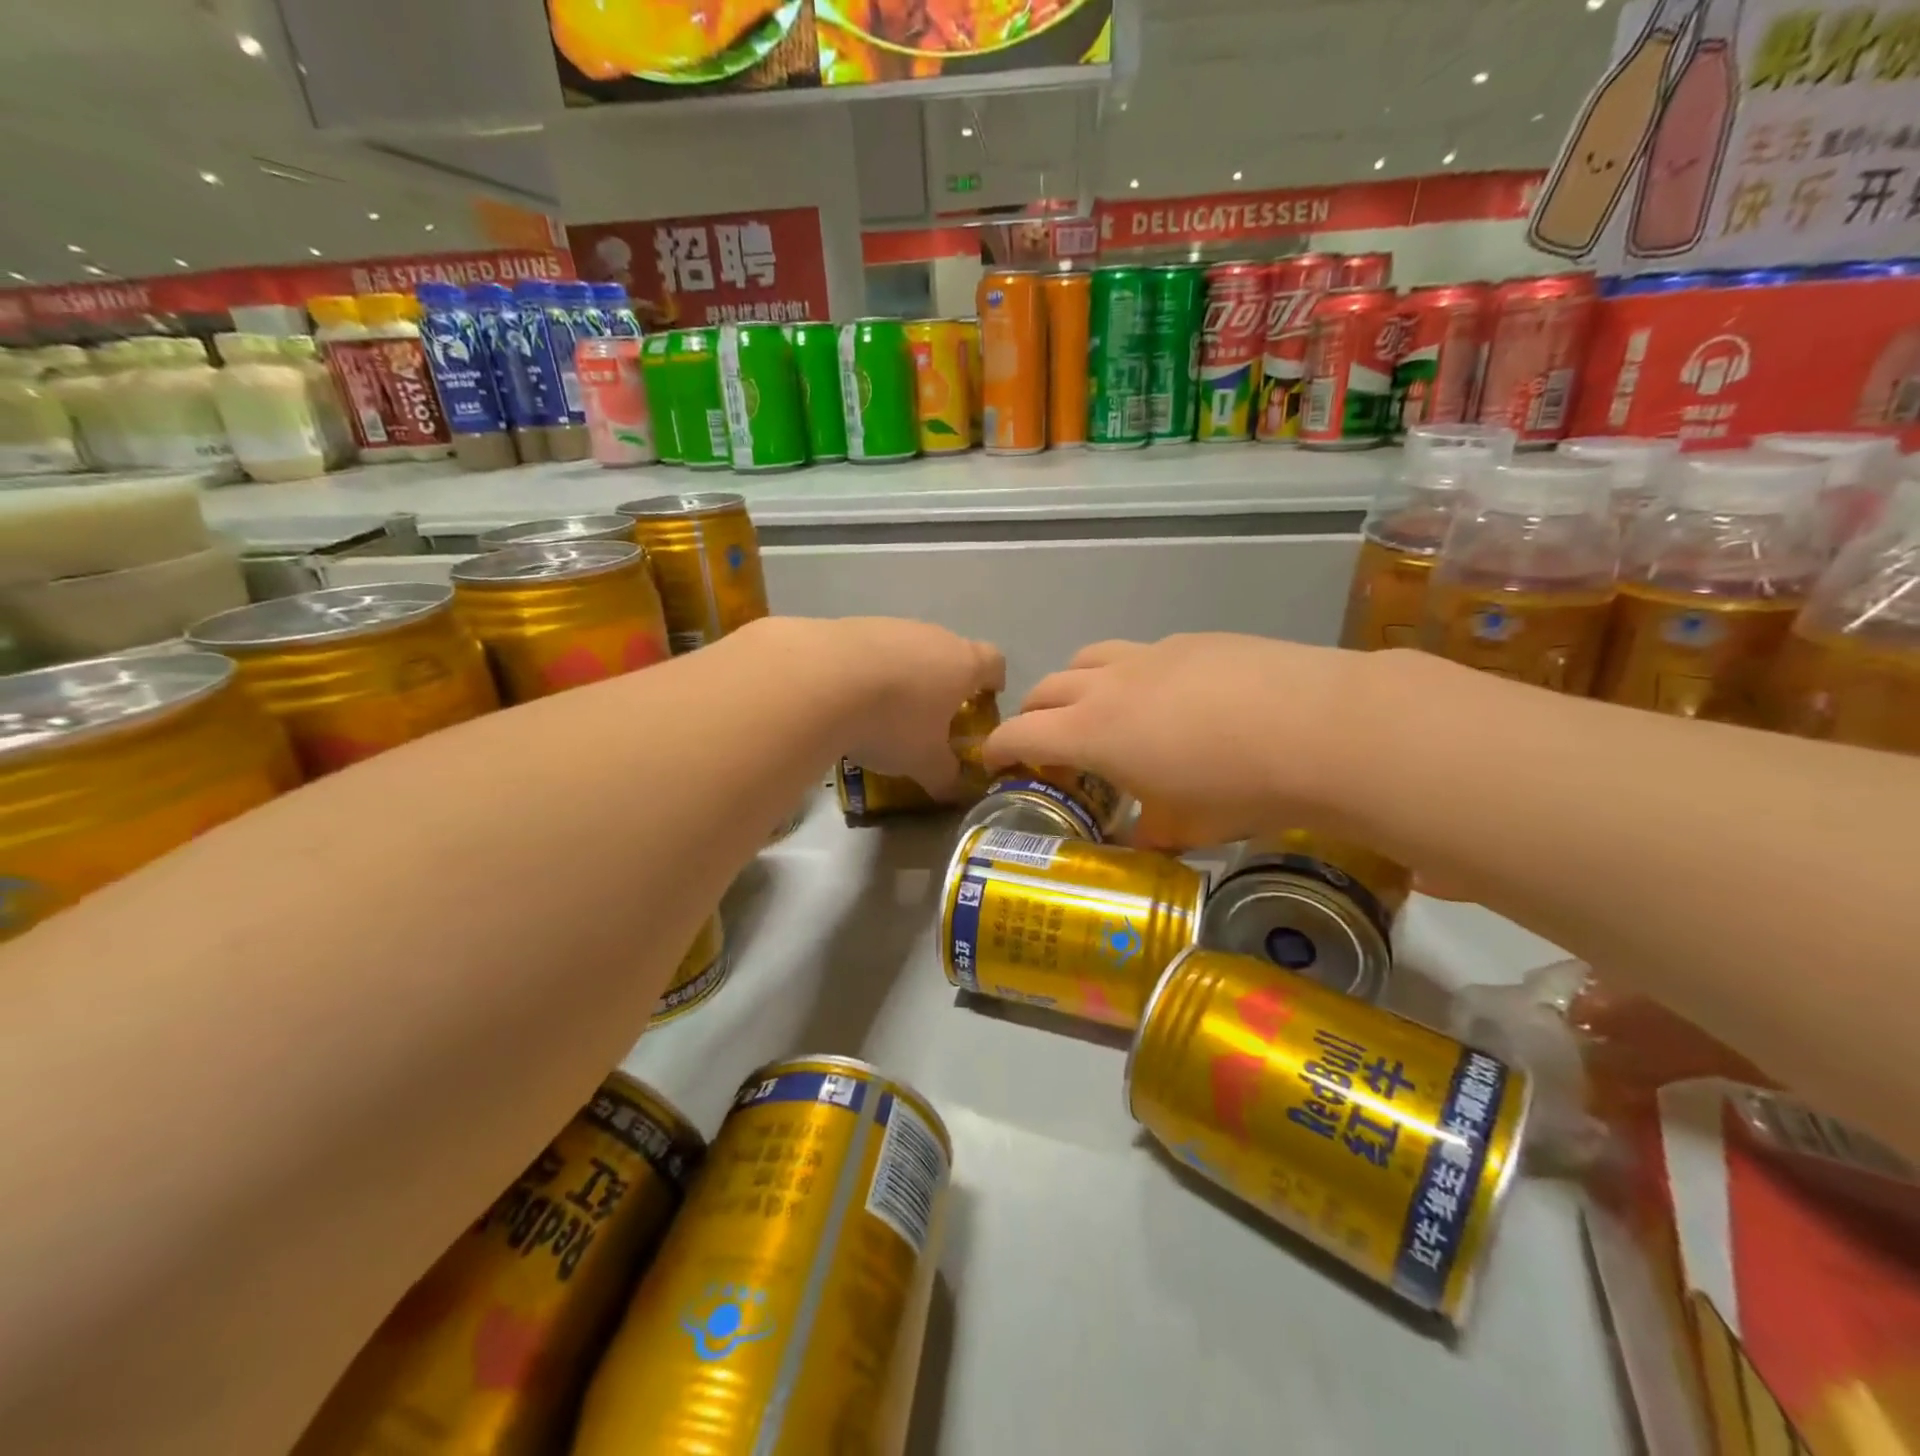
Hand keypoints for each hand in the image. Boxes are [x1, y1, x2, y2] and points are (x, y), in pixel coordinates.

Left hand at [808, 618, 1004, 800]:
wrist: (821, 679)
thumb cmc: (893, 721)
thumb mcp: (925, 763)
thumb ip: (946, 778)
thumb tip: (956, 791)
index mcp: (963, 664)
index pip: (995, 663)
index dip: (994, 682)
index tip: (984, 703)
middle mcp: (933, 636)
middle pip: (951, 653)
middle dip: (945, 683)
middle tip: (932, 717)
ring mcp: (891, 626)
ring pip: (909, 649)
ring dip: (904, 675)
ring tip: (884, 710)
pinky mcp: (852, 625)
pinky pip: (871, 649)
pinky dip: (868, 670)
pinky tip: (850, 696)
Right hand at [984, 634, 1374, 848]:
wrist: (1322, 728)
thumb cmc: (1238, 787)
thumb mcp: (1183, 827)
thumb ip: (1145, 835)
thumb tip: (1135, 844)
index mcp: (1092, 730)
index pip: (1021, 732)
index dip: (999, 747)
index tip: (993, 761)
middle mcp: (1110, 682)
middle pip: (1048, 686)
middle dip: (1034, 713)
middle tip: (1045, 742)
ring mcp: (1153, 653)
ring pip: (1090, 658)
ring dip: (1078, 684)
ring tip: (1099, 710)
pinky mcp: (1195, 640)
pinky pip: (1142, 652)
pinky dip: (1131, 674)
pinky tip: (1170, 700)